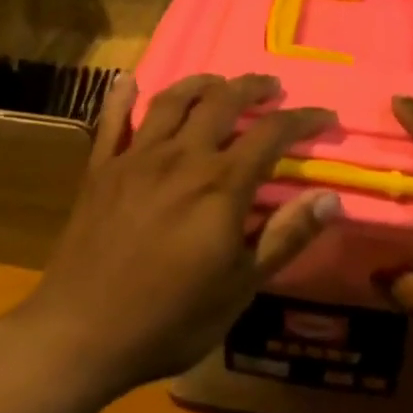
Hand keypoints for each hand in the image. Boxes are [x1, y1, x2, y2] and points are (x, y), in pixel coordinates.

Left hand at [10, 72, 340, 401]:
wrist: (81, 332)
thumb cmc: (170, 318)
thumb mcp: (240, 287)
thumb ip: (285, 237)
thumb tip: (331, 197)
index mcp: (220, 185)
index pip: (271, 133)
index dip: (302, 120)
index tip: (325, 117)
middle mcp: (181, 157)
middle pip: (222, 102)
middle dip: (252, 88)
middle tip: (271, 88)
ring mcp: (136, 158)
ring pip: (172, 101)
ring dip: (200, 83)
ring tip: (218, 82)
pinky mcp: (100, 169)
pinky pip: (112, 120)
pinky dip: (123, 96)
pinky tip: (130, 80)